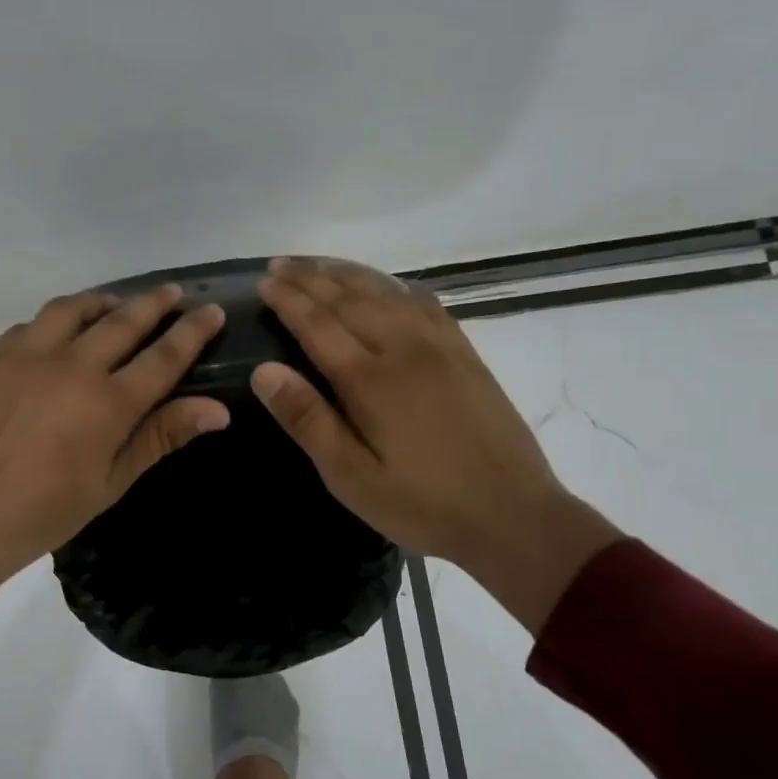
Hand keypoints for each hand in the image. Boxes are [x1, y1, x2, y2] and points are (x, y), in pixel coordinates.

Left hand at [0, 285, 229, 593]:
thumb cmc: (42, 513)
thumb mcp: (109, 483)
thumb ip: (159, 437)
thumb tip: (217, 409)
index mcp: (108, 404)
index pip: (164, 357)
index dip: (192, 331)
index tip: (212, 310)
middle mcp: (73, 366)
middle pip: (123, 321)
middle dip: (154, 303)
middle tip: (172, 292)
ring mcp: (28, 356)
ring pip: (73, 310)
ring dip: (102, 301)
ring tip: (115, 303)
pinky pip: (32, 324)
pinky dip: (55, 320)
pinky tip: (58, 331)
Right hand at [252, 257, 621, 632]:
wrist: (513, 514)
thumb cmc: (422, 504)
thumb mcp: (351, 477)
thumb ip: (308, 420)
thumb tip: (264, 371)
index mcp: (371, 380)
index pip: (319, 324)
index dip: (288, 300)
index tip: (264, 281)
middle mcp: (404, 348)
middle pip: (349, 299)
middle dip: (310, 278)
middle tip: (279, 264)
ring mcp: (440, 346)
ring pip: (386, 292)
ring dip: (347, 274)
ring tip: (317, 264)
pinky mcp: (465, 353)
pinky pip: (424, 302)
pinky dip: (394, 286)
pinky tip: (385, 285)